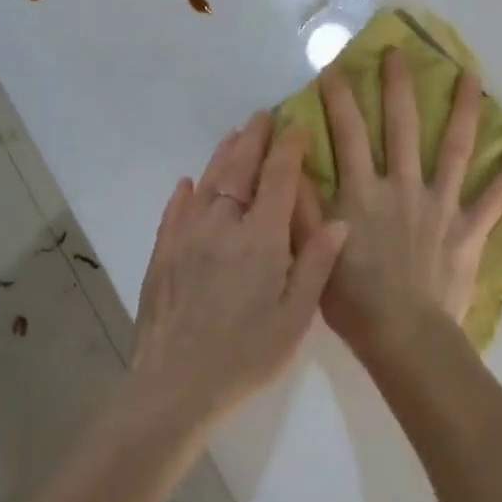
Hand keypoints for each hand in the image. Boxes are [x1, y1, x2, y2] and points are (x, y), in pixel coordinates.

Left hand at [127, 112, 348, 429]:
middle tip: (262, 117)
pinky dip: (185, 193)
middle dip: (253, 140)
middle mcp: (221, 226)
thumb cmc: (246, 355)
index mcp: (260, 239)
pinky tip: (189, 183)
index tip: (297, 124)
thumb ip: (316, 265)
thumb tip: (340, 221)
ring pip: (207, 184)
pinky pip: (174, 212)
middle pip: (239, 171)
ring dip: (222, 157)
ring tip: (233, 136)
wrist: (176, 385)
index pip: (278, 179)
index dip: (289, 148)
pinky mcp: (161, 255)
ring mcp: (186, 238)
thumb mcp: (295, 317)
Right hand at [294, 46, 501, 355]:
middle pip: (401, 126)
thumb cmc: (352, 299)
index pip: (347, 133)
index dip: (339, 98)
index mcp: (362, 192)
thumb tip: (292, 157)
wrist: (402, 336)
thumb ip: (303, 203)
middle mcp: (402, 187)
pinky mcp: (469, 229)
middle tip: (397, 52)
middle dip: (397, 85)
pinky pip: (495, 199)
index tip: (335, 67)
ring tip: (472, 77)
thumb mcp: (311, 251)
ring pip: (454, 148)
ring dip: (463, 110)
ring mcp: (440, 205)